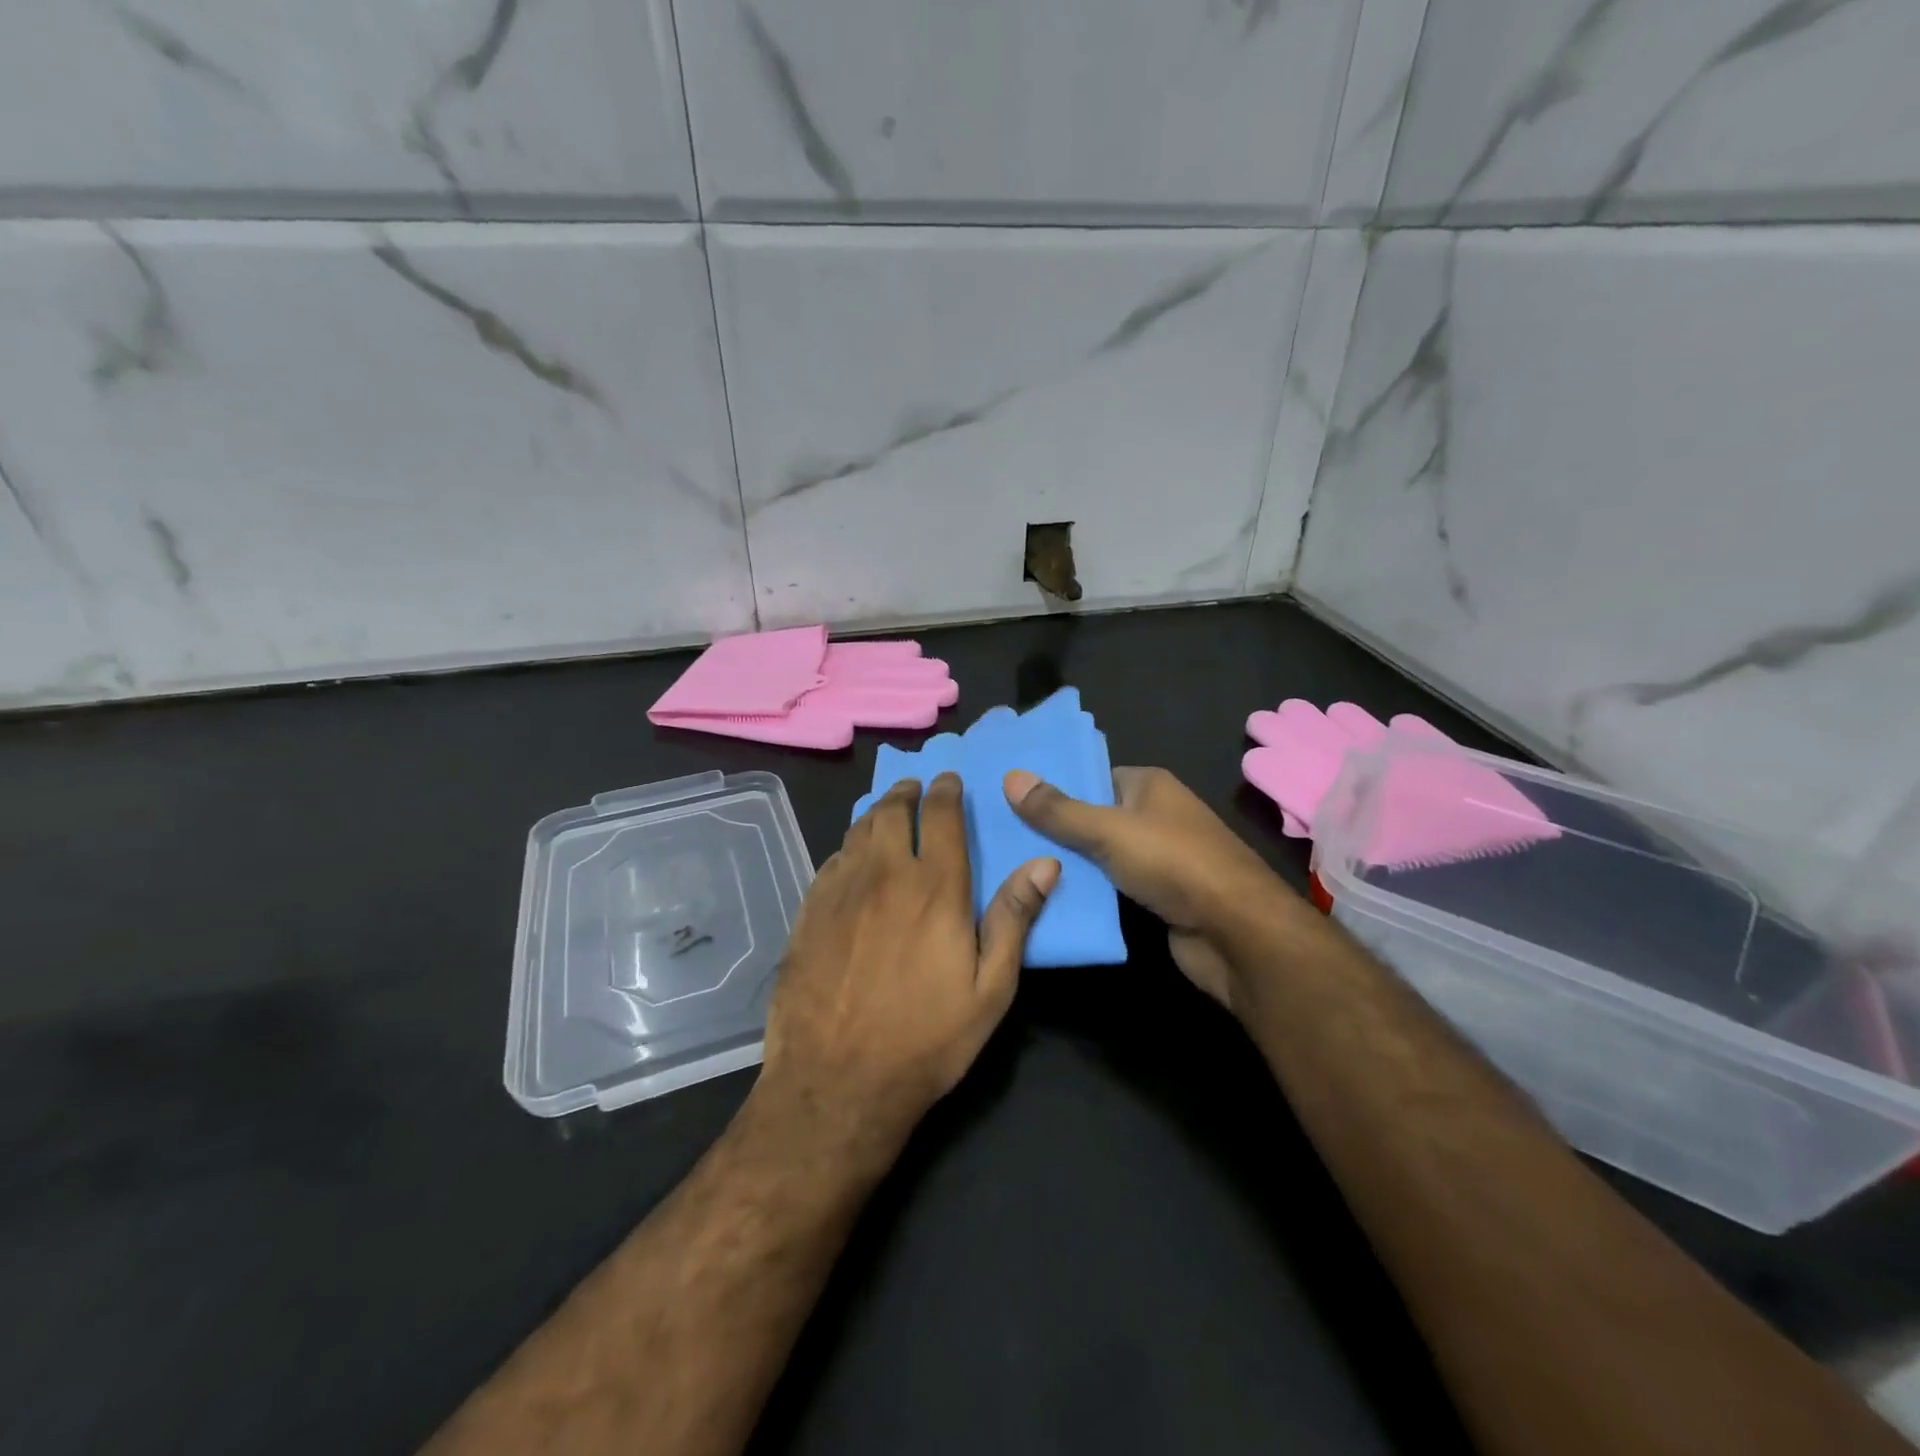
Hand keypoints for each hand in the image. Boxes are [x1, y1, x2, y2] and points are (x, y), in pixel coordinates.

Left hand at [758, 774, 1058, 1153]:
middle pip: (892, 812)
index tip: (949, 779)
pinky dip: (847, 849)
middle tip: (914, 788)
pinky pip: (830, 862)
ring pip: (857, 831)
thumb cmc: (927, 1039)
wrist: (836, 1082)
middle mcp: (884, 875)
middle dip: (906, 792)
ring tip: (885, 812)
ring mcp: (840, 892)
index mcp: (935, 887)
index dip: (947, 791)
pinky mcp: (808, 913)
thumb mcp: (990, 988)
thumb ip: (1014, 919)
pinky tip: (850, 859)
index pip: (942, 816)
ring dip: (875, 814)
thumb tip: (1045, 863)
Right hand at [1004, 766, 1303, 1008]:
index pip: (1092, 777)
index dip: (1055, 786)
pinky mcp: (1156, 897)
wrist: (1237, 934)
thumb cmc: (1175, 864)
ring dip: (1066, 864)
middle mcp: (1155, 816)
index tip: (1009, 798)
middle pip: (1092, 817)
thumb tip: (1010, 776)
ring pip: (1099, 855)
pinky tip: (1045, 898)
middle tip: (1000, 835)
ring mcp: (1157, 859)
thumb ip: (1058, 810)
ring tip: (1011, 865)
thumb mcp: (1109, 831)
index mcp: (1149, 785)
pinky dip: (1085, 893)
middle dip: (1053, 829)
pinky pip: (1110, 888)